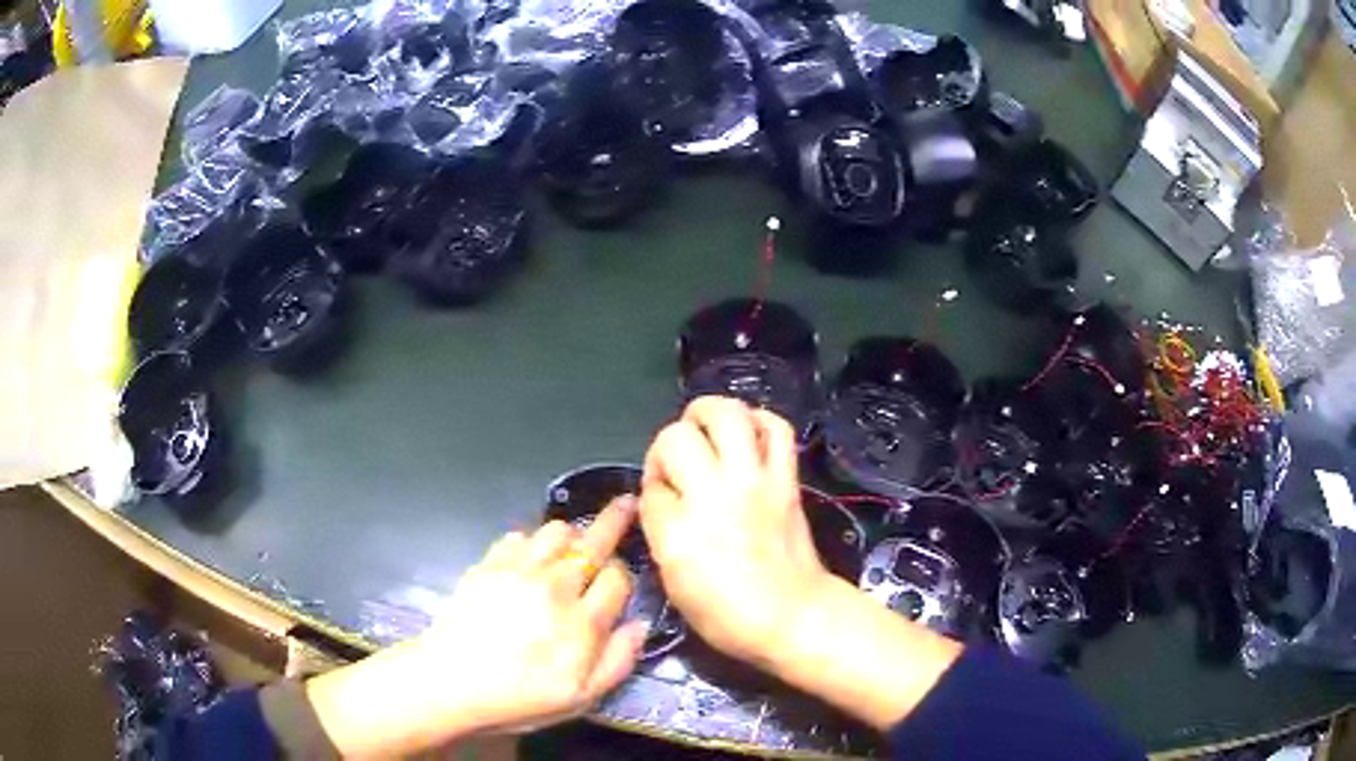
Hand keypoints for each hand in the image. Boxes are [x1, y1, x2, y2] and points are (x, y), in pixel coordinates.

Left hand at [303, 498, 646, 755]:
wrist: (451, 681)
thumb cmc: (519, 697)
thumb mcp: (580, 698)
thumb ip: (618, 661)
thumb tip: (640, 625)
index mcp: (583, 622)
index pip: (618, 578)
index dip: (622, 578)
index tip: (617, 586)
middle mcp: (557, 587)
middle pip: (594, 541)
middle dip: (615, 520)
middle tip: (626, 502)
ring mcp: (520, 570)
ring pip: (558, 530)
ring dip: (571, 534)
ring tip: (572, 544)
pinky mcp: (489, 563)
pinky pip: (519, 535)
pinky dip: (531, 541)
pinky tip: (530, 557)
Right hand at [639, 396, 833, 665]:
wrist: (793, 616)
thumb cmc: (726, 615)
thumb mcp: (673, 583)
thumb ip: (660, 532)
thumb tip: (662, 499)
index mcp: (677, 530)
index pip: (651, 486)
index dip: (653, 490)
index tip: (663, 503)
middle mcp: (712, 495)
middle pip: (676, 437)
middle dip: (667, 445)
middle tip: (677, 461)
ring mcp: (753, 481)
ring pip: (726, 414)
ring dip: (707, 413)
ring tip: (704, 428)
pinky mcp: (785, 479)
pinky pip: (776, 428)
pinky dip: (759, 421)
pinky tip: (747, 434)